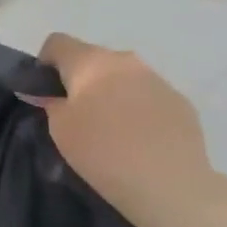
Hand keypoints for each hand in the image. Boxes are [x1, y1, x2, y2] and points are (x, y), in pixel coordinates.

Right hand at [33, 33, 226, 226]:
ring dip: (112, 93)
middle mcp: (124, 60)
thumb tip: (50, 95)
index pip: (57, 42)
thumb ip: (51, 103)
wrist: (170, 185)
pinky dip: (138, 109)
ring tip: (112, 129)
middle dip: (81, 80)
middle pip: (92, 59)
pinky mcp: (181, 102)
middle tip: (77, 114)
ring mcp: (157, 79)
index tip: (45, 92)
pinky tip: (140, 139)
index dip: (45, 63)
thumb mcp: (60, 129)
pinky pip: (148, 96)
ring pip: (123, 77)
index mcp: (90, 61)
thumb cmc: (102, 151)